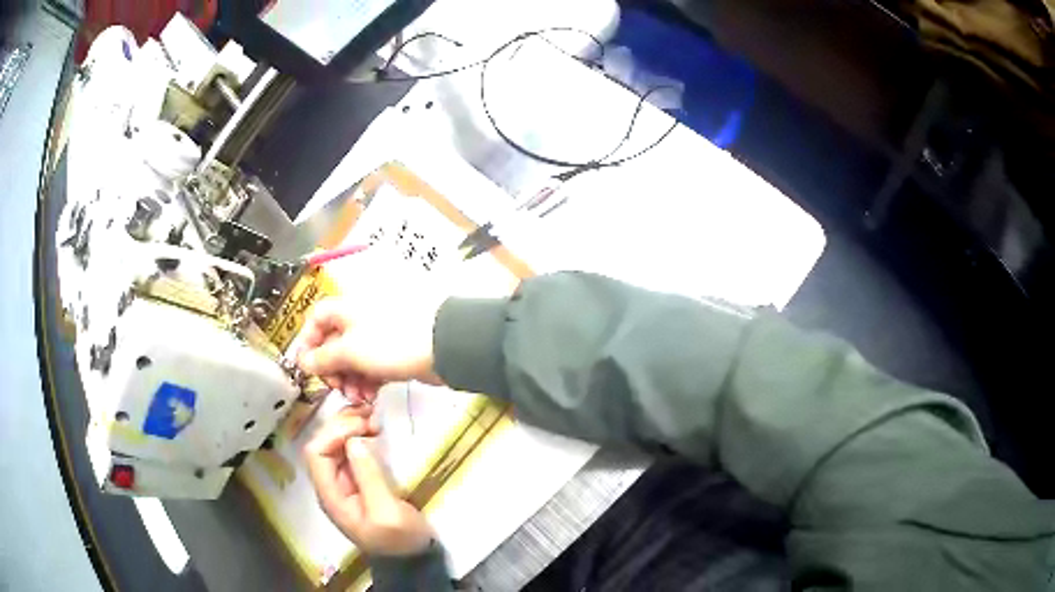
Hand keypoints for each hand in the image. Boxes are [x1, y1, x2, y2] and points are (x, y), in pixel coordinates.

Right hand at [297, 290, 443, 396]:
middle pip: (334, 343)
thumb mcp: (349, 351)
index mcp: (345, 308)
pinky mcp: (395, 353)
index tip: (308, 367)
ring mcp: (379, 336)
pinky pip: (372, 368)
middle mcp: (360, 318)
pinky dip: (367, 382)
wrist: (442, 347)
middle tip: (336, 387)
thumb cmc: (391, 342)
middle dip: (332, 369)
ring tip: (356, 398)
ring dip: (350, 380)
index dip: (308, 343)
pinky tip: (370, 397)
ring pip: (353, 359)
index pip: (316, 320)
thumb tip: (303, 361)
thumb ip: (323, 357)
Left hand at [304, 407, 433, 556]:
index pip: (316, 453)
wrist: (413, 557)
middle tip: (372, 417)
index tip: (363, 427)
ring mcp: (343, 481)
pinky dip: (359, 435)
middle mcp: (331, 485)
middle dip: (342, 425)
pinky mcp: (357, 479)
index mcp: (331, 496)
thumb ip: (369, 478)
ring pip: (334, 443)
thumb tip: (354, 441)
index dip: (333, 433)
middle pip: (322, 444)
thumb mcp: (387, 513)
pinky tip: (375, 430)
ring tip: (374, 419)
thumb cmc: (400, 539)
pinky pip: (349, 450)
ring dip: (350, 427)